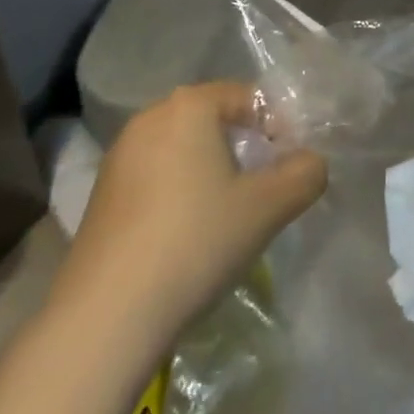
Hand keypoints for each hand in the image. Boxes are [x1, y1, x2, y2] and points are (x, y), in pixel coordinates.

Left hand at [52, 82, 327, 342]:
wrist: (106, 316)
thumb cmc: (195, 241)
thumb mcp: (268, 207)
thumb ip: (305, 174)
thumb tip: (312, 162)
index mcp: (189, 106)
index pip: (248, 97)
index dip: (278, 127)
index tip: (291, 166)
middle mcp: (150, 117)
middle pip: (214, 120)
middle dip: (245, 147)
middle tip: (265, 188)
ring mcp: (119, 156)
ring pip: (184, 149)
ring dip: (212, 171)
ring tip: (229, 214)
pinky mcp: (101, 194)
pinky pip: (156, 176)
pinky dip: (180, 192)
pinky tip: (188, 234)